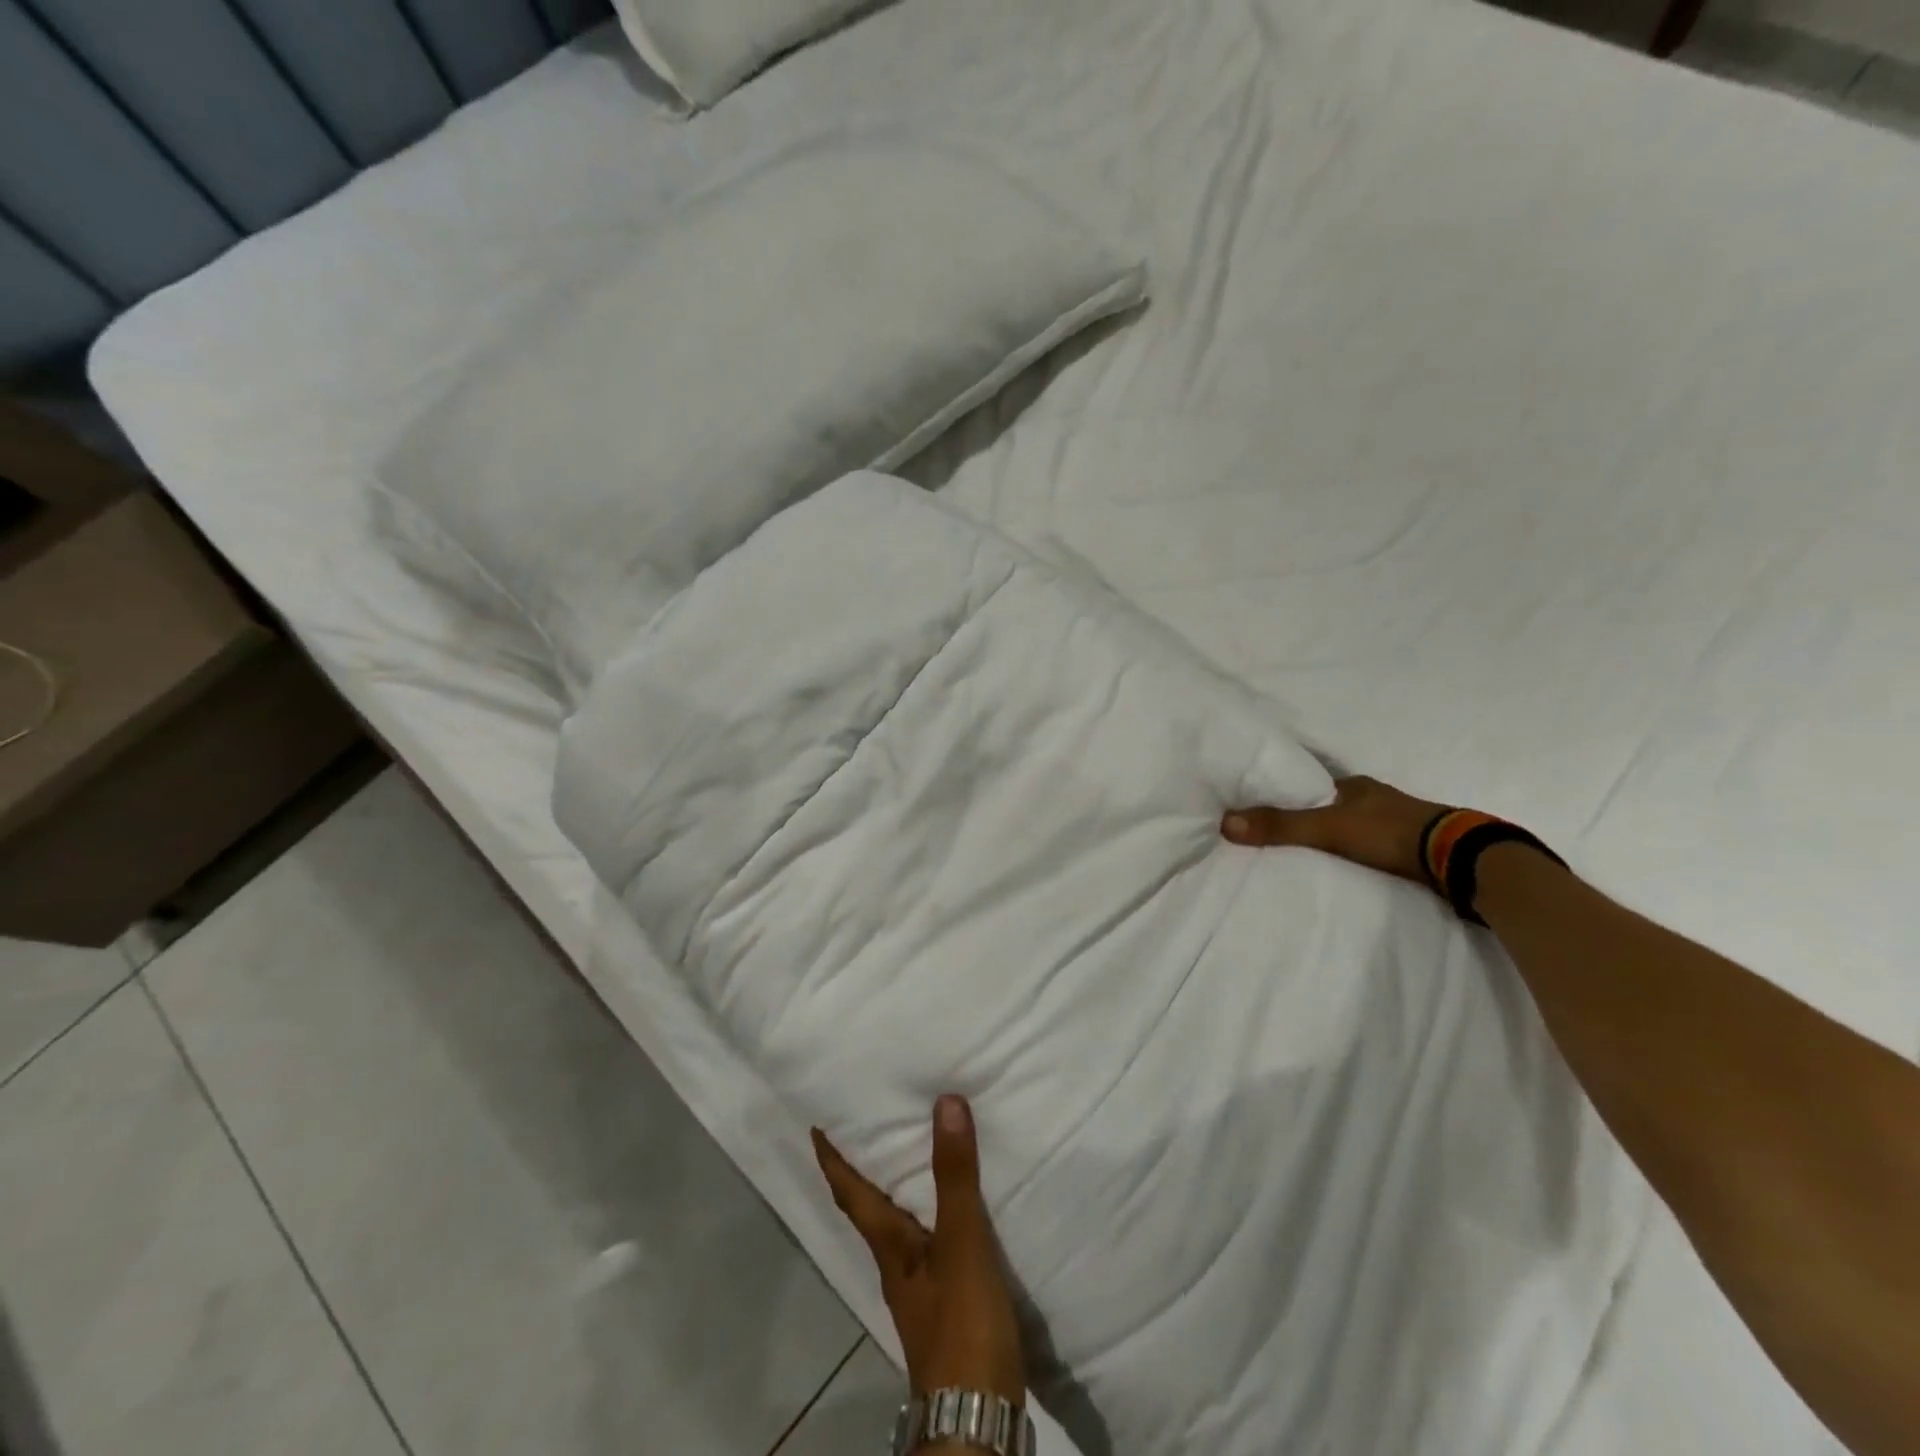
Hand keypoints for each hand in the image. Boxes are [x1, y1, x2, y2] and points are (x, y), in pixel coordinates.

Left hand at [812, 1096, 1026, 1404]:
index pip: (851, 1193)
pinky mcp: (948, 1306)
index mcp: (889, 1248)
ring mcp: (921, 1289)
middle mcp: (896, 1265)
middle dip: (866, 1168)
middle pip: (871, 1209)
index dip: (833, 1159)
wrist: (978, 1419)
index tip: (817, 1126)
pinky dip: (934, 1215)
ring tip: (916, 1151)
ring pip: (901, 1226)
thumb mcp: (960, 1243)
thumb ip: (954, 1177)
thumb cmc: (960, 1325)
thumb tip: (944, 1101)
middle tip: (871, 1124)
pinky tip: (957, 1210)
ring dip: (901, 1189)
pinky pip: (932, 1243)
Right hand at [1221, 774, 1445, 884]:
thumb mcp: (1327, 828)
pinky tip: (1342, 869)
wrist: (1461, 860)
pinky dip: (1355, 856)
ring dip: (1333, 840)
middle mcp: (1374, 799)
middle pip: (1330, 808)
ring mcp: (1396, 824)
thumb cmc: (1390, 833)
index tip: (1263, 811)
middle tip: (1279, 837)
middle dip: (1308, 820)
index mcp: (1354, 785)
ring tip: (1305, 857)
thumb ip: (1280, 826)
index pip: (1310, 787)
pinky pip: (1370, 850)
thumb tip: (1225, 822)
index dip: (1287, 797)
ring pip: (1352, 829)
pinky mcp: (1412, 850)